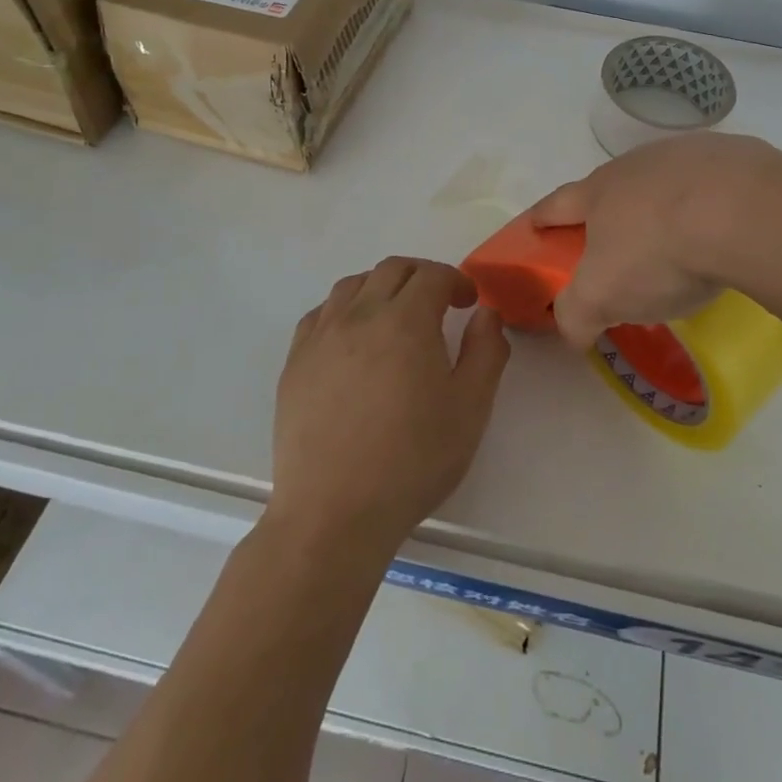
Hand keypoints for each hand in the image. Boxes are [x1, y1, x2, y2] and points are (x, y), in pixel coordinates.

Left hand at [268, 258, 509, 552]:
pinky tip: (353, 338)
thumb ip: (486, 351)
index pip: (432, 275)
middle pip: (391, 270)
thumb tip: (485, 314)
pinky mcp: (294, 362)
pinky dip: (344, 309)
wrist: (335, 511)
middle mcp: (360, 315)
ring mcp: (320, 337)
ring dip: (381, 287)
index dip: (456, 280)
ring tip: (395, 316)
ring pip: (352, 285)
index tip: (468, 302)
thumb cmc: (413, 460)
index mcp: (406, 321)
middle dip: (421, 276)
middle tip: (439, 303)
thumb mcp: (471, 408)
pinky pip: (320, 314)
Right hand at [529, 133, 781, 346]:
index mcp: (599, 192)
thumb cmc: (658, 252)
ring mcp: (689, 154)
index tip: (533, 227)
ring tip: (681, 240)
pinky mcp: (737, 156)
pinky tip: (727, 229)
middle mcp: (638, 164)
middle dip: (609, 214)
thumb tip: (572, 331)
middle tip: (618, 248)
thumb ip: (576, 314)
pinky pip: (716, 183)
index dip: (541, 218)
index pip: (557, 205)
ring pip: (666, 182)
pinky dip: (712, 203)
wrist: (743, 212)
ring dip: (664, 205)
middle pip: (612, 188)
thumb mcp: (601, 296)